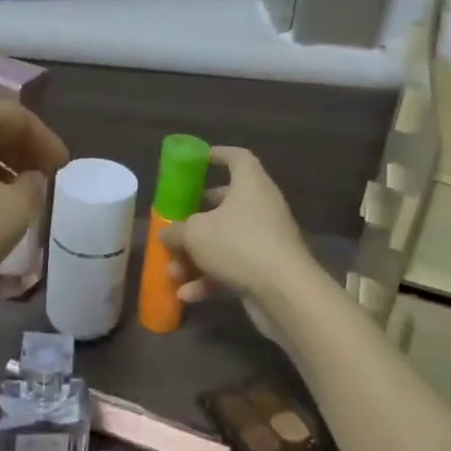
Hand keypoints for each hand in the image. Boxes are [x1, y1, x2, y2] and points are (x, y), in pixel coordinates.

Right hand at [160, 147, 313, 309]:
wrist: (284, 292)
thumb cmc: (238, 244)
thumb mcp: (195, 234)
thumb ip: (176, 231)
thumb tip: (165, 233)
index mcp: (250, 184)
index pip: (237, 157)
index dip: (217, 155)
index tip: (198, 160)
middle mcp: (261, 207)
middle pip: (227, 203)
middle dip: (198, 215)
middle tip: (177, 220)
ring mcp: (266, 239)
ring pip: (226, 241)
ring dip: (197, 256)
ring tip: (172, 271)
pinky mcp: (267, 269)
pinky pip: (234, 268)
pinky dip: (211, 279)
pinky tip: (187, 295)